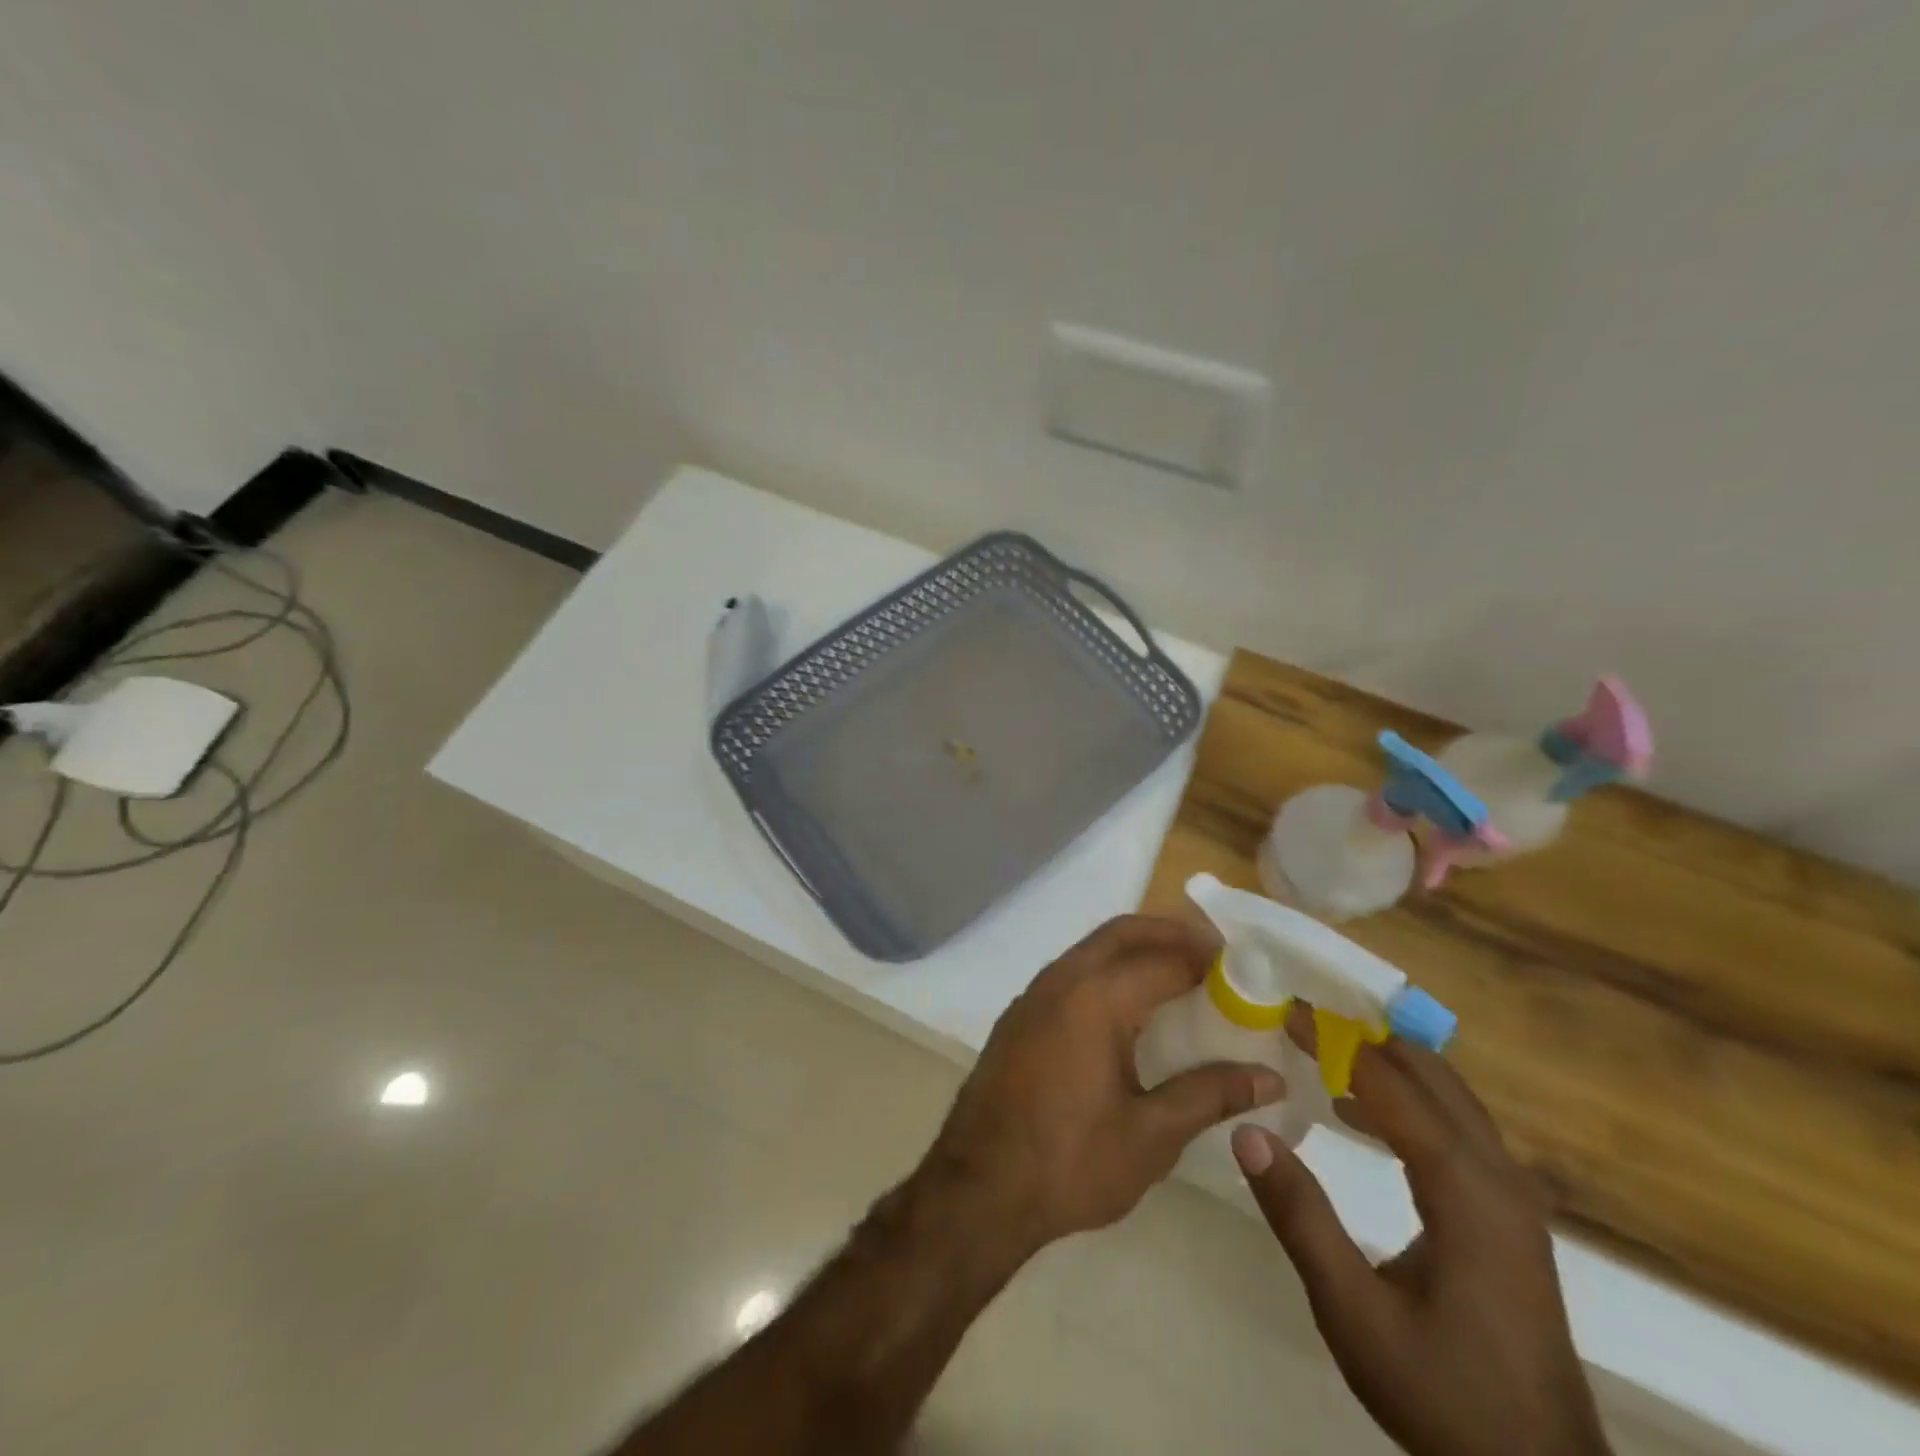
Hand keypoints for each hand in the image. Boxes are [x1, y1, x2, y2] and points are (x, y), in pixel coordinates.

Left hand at [914, 914, 1286, 1267]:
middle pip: (1121, 933)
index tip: (1246, 970)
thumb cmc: (1070, 1163)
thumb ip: (1210, 1095)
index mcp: (1095, 998)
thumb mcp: (1151, 1135)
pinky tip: (1129, 1010)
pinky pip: (1071, 974)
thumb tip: (1269, 1077)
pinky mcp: (1019, 1017)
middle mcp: (1060, 981)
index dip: (1208, 961)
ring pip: (1092, 949)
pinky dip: (1106, 972)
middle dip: (1169, 933)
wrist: (978, 1189)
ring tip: (1180, 978)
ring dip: (1135, 950)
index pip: (1163, 960)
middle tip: (1215, 956)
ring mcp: (1032, 995)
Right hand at [1232, 1038, 1610, 1455]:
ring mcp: (1512, 1197)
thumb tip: (1248, 1130)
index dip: (1335, 1041)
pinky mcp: (1509, 1216)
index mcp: (1466, 1191)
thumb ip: (1300, 1217)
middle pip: (1433, 1075)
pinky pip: (1455, 1126)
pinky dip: (1406, 1098)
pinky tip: (1358, 1112)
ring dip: (1388, 1063)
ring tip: (1323, 1051)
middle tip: (1304, 1016)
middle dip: (1366, 1035)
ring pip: (1450, 1096)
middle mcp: (1498, 1178)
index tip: (1287, 1009)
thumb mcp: (1353, 1313)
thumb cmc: (1443, 1393)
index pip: (1392, 1085)